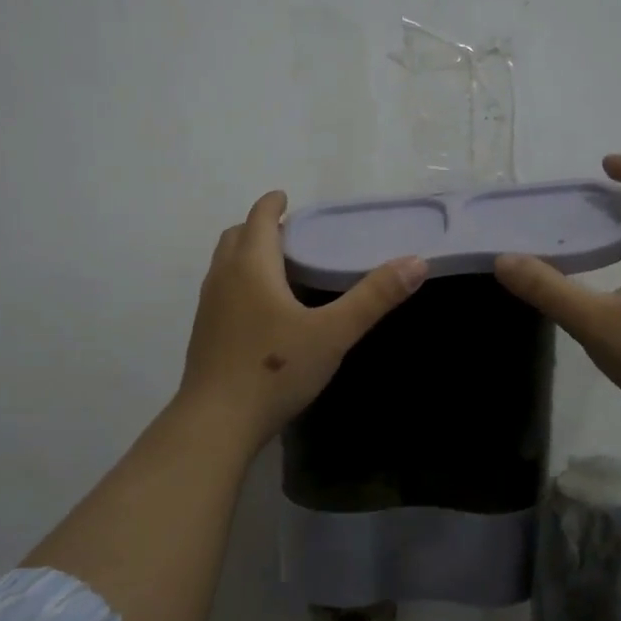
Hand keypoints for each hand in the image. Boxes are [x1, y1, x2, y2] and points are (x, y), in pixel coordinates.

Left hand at [177, 190, 428, 452]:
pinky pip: (221, 291)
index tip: (285, 198)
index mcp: (251, 267)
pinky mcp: (203, 334)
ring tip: (277, 268)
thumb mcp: (334, 333)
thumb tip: (417, 262)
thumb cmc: (275, 370)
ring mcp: (208, 307)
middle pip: (236, 237)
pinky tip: (261, 311)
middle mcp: (223, 278)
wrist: (216, 422)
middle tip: (288, 234)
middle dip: (258, 227)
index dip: (272, 204)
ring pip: (224, 265)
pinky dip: (239, 282)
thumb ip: (374, 297)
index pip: (259, 218)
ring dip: (245, 255)